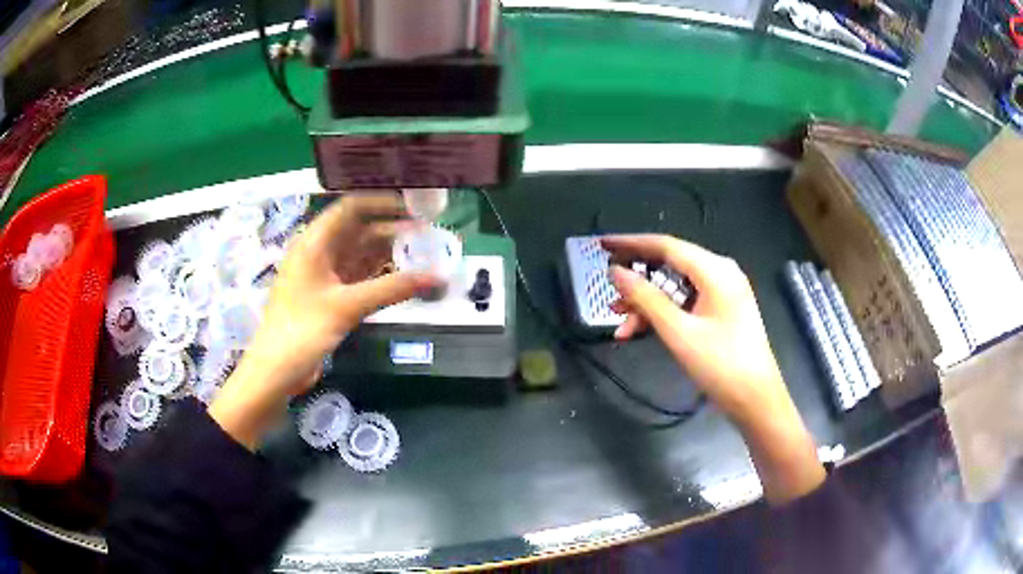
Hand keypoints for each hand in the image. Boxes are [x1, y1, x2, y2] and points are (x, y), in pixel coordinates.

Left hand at [210, 192, 439, 448]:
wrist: (276, 372)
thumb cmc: (303, 330)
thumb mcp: (347, 306)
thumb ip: (392, 289)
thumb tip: (436, 277)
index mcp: (314, 243)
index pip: (351, 208)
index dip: (382, 203)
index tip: (414, 207)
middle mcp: (318, 252)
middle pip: (357, 230)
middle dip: (390, 229)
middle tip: (426, 232)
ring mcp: (322, 275)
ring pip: (358, 254)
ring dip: (386, 253)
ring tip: (421, 251)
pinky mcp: (327, 296)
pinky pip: (356, 276)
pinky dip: (377, 275)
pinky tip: (401, 276)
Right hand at [602, 234, 823, 503]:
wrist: (756, 399)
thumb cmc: (721, 364)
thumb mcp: (679, 332)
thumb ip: (646, 298)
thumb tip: (616, 272)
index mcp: (715, 270)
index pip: (666, 245)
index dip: (630, 243)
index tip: (601, 245)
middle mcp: (720, 273)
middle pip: (670, 265)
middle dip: (637, 279)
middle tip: (607, 287)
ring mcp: (722, 293)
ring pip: (675, 287)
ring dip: (646, 302)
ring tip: (619, 321)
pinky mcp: (721, 311)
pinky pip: (685, 302)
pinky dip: (663, 314)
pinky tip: (639, 330)